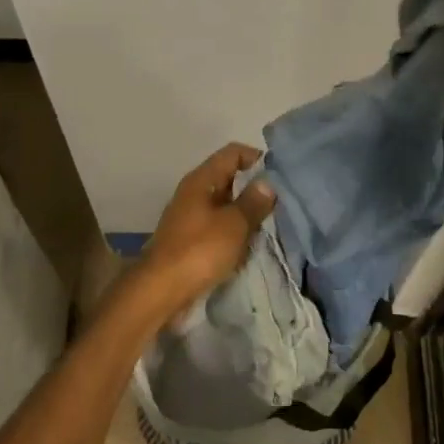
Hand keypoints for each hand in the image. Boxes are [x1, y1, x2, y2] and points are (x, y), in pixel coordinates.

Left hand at [126, 143, 276, 323]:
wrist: (161, 291)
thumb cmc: (199, 251)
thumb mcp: (233, 224)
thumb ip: (253, 201)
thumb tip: (268, 182)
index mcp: (201, 180)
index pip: (233, 153)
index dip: (256, 158)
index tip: (280, 176)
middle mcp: (194, 193)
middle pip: (229, 178)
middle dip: (255, 189)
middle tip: (282, 203)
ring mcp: (191, 217)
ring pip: (226, 205)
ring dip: (246, 214)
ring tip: (272, 225)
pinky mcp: (192, 240)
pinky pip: (219, 227)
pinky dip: (235, 232)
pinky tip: (251, 245)